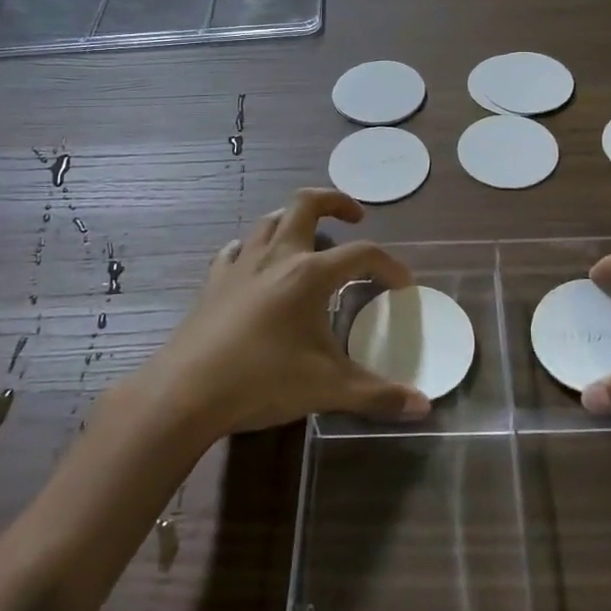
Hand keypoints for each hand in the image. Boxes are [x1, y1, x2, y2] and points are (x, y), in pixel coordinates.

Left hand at [138, 188, 430, 441]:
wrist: (186, 392)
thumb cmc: (262, 381)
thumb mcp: (328, 389)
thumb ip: (378, 395)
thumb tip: (424, 407)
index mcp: (309, 274)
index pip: (362, 255)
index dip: (388, 266)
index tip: (403, 285)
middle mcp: (277, 256)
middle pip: (307, 204)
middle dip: (336, 202)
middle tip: (355, 218)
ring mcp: (241, 265)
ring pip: (270, 220)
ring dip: (294, 219)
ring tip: (310, 237)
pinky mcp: (214, 281)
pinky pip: (236, 250)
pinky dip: (253, 248)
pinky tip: (255, 263)